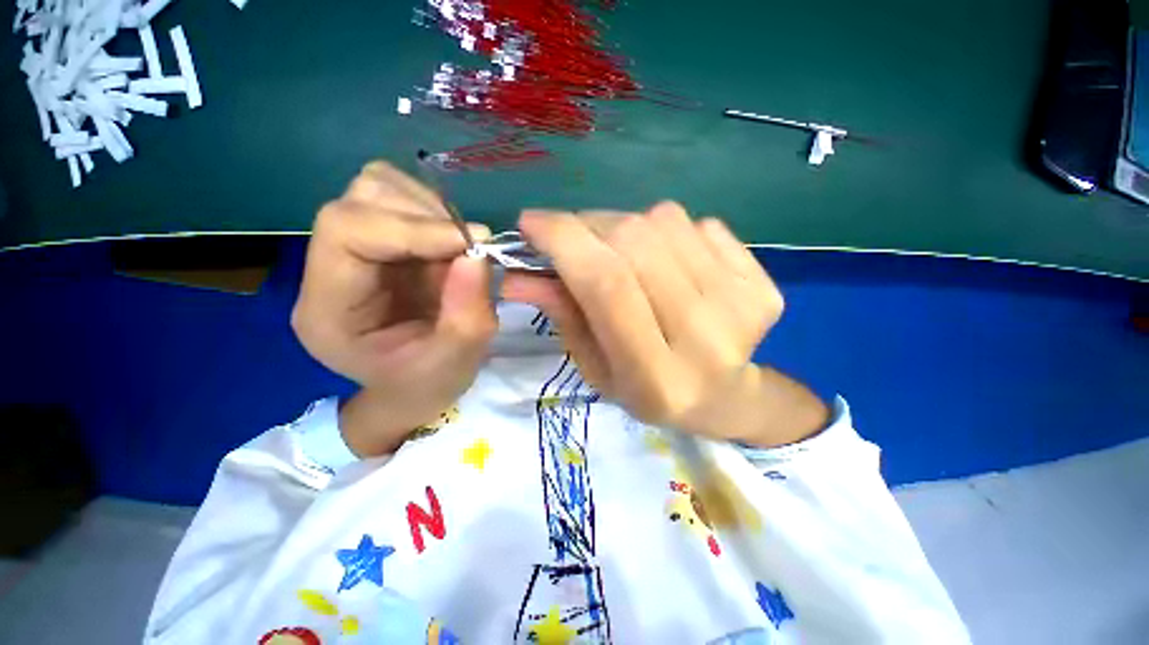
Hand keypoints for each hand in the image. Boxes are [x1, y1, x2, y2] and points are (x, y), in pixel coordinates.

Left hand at [291, 162, 494, 456]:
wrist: (412, 388)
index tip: (470, 243)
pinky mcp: (378, 243)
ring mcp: (351, 251)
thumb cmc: (427, 384)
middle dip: (425, 215)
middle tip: (469, 247)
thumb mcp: (457, 360)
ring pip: (377, 188)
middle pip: (358, 200)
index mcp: (328, 310)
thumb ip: (468, 312)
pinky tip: (451, 246)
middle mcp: (327, 270)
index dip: (411, 227)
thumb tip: (479, 254)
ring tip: (459, 248)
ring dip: (430, 210)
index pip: (347, 232)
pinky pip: (402, 200)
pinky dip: (435, 214)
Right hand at [503, 202, 827, 447]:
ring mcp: (741, 307)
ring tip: (626, 257)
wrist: (726, 396)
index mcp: (654, 375)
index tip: (531, 222)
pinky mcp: (764, 284)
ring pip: (666, 221)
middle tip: (574, 238)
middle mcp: (703, 338)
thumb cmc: (648, 390)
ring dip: (628, 227)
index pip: (605, 283)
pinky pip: (701, 224)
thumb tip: (519, 274)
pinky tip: (672, 266)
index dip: (563, 239)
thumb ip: (564, 315)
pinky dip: (671, 233)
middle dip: (589, 226)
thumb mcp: (596, 366)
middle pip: (634, 243)